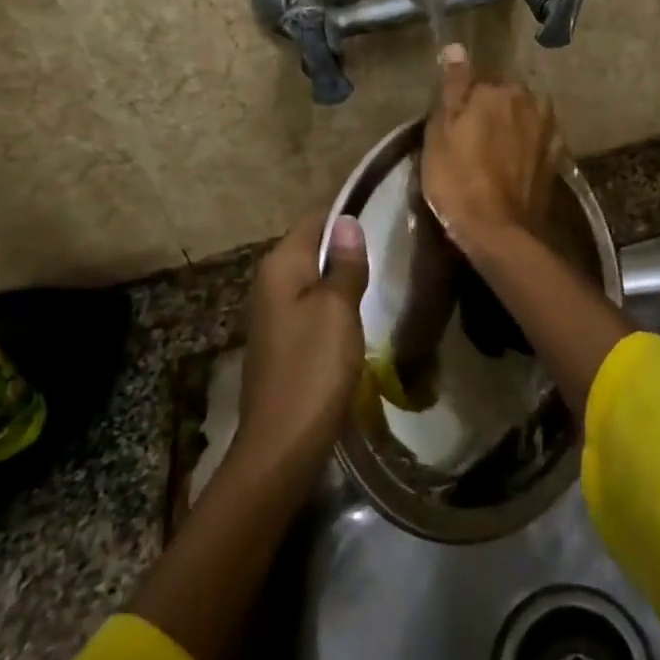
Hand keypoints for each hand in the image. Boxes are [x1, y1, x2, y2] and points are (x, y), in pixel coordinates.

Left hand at [234, 212, 369, 474]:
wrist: (282, 443)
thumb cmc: (313, 368)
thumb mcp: (338, 309)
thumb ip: (344, 264)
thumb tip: (346, 221)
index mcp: (281, 265)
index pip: (315, 219)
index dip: (347, 215)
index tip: (384, 216)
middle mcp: (269, 281)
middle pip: (312, 247)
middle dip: (346, 246)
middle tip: (390, 248)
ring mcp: (272, 312)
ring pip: (313, 278)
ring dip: (342, 277)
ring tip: (380, 277)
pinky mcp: (281, 339)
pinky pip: (310, 305)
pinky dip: (333, 303)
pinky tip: (356, 315)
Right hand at [421, 44, 563, 251]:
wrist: (498, 230)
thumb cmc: (458, 179)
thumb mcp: (440, 132)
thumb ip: (453, 87)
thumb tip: (457, 48)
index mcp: (499, 90)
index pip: (478, 81)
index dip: (464, 101)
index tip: (454, 123)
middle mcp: (530, 101)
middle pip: (506, 96)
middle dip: (493, 109)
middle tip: (472, 139)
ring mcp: (549, 129)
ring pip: (525, 115)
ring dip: (513, 125)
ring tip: (495, 152)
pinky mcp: (558, 157)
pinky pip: (539, 139)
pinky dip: (529, 145)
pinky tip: (516, 162)